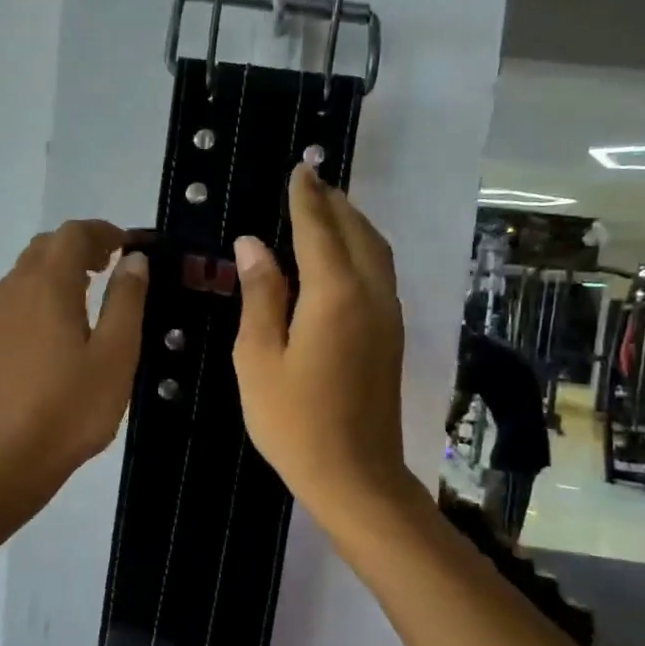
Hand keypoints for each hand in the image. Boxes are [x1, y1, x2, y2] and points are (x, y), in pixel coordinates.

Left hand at [0, 220, 147, 494]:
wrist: (5, 460)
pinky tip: (59, 327)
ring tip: (89, 293)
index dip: (103, 232)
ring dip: (58, 268)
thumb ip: (126, 301)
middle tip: (112, 266)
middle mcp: (15, 290)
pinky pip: (16, 298)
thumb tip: (133, 260)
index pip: (73, 234)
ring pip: (26, 271)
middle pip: (45, 246)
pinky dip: (41, 292)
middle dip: (80, 245)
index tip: (129, 247)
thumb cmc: (70, 408)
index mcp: (48, 285)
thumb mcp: (116, 355)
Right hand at [232, 165, 410, 524]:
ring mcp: (388, 316)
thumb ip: (260, 295)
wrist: (354, 475)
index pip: (319, 229)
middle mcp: (371, 294)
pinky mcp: (392, 337)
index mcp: (335, 294)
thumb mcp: (259, 357)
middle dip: (335, 203)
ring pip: (376, 252)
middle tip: (311, 183)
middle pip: (358, 232)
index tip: (298, 170)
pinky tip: (344, 259)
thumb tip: (252, 244)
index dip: (305, 198)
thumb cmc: (293, 421)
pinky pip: (380, 275)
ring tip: (329, 211)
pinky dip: (363, 251)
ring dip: (354, 224)